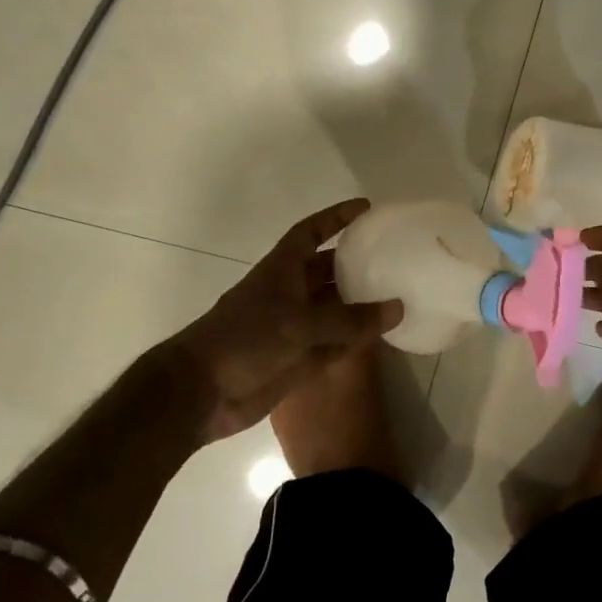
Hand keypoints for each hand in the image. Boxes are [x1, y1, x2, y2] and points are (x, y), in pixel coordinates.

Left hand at [178, 199, 400, 440]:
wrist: (202, 392)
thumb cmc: (244, 340)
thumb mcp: (298, 324)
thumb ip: (348, 319)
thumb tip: (397, 307)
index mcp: (282, 270)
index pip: (311, 232)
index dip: (336, 218)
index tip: (366, 208)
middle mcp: (290, 293)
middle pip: (328, 270)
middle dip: (356, 263)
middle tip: (394, 257)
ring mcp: (295, 327)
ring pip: (335, 309)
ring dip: (361, 303)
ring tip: (399, 294)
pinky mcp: (300, 359)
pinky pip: (336, 343)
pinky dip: (357, 339)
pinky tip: (386, 335)